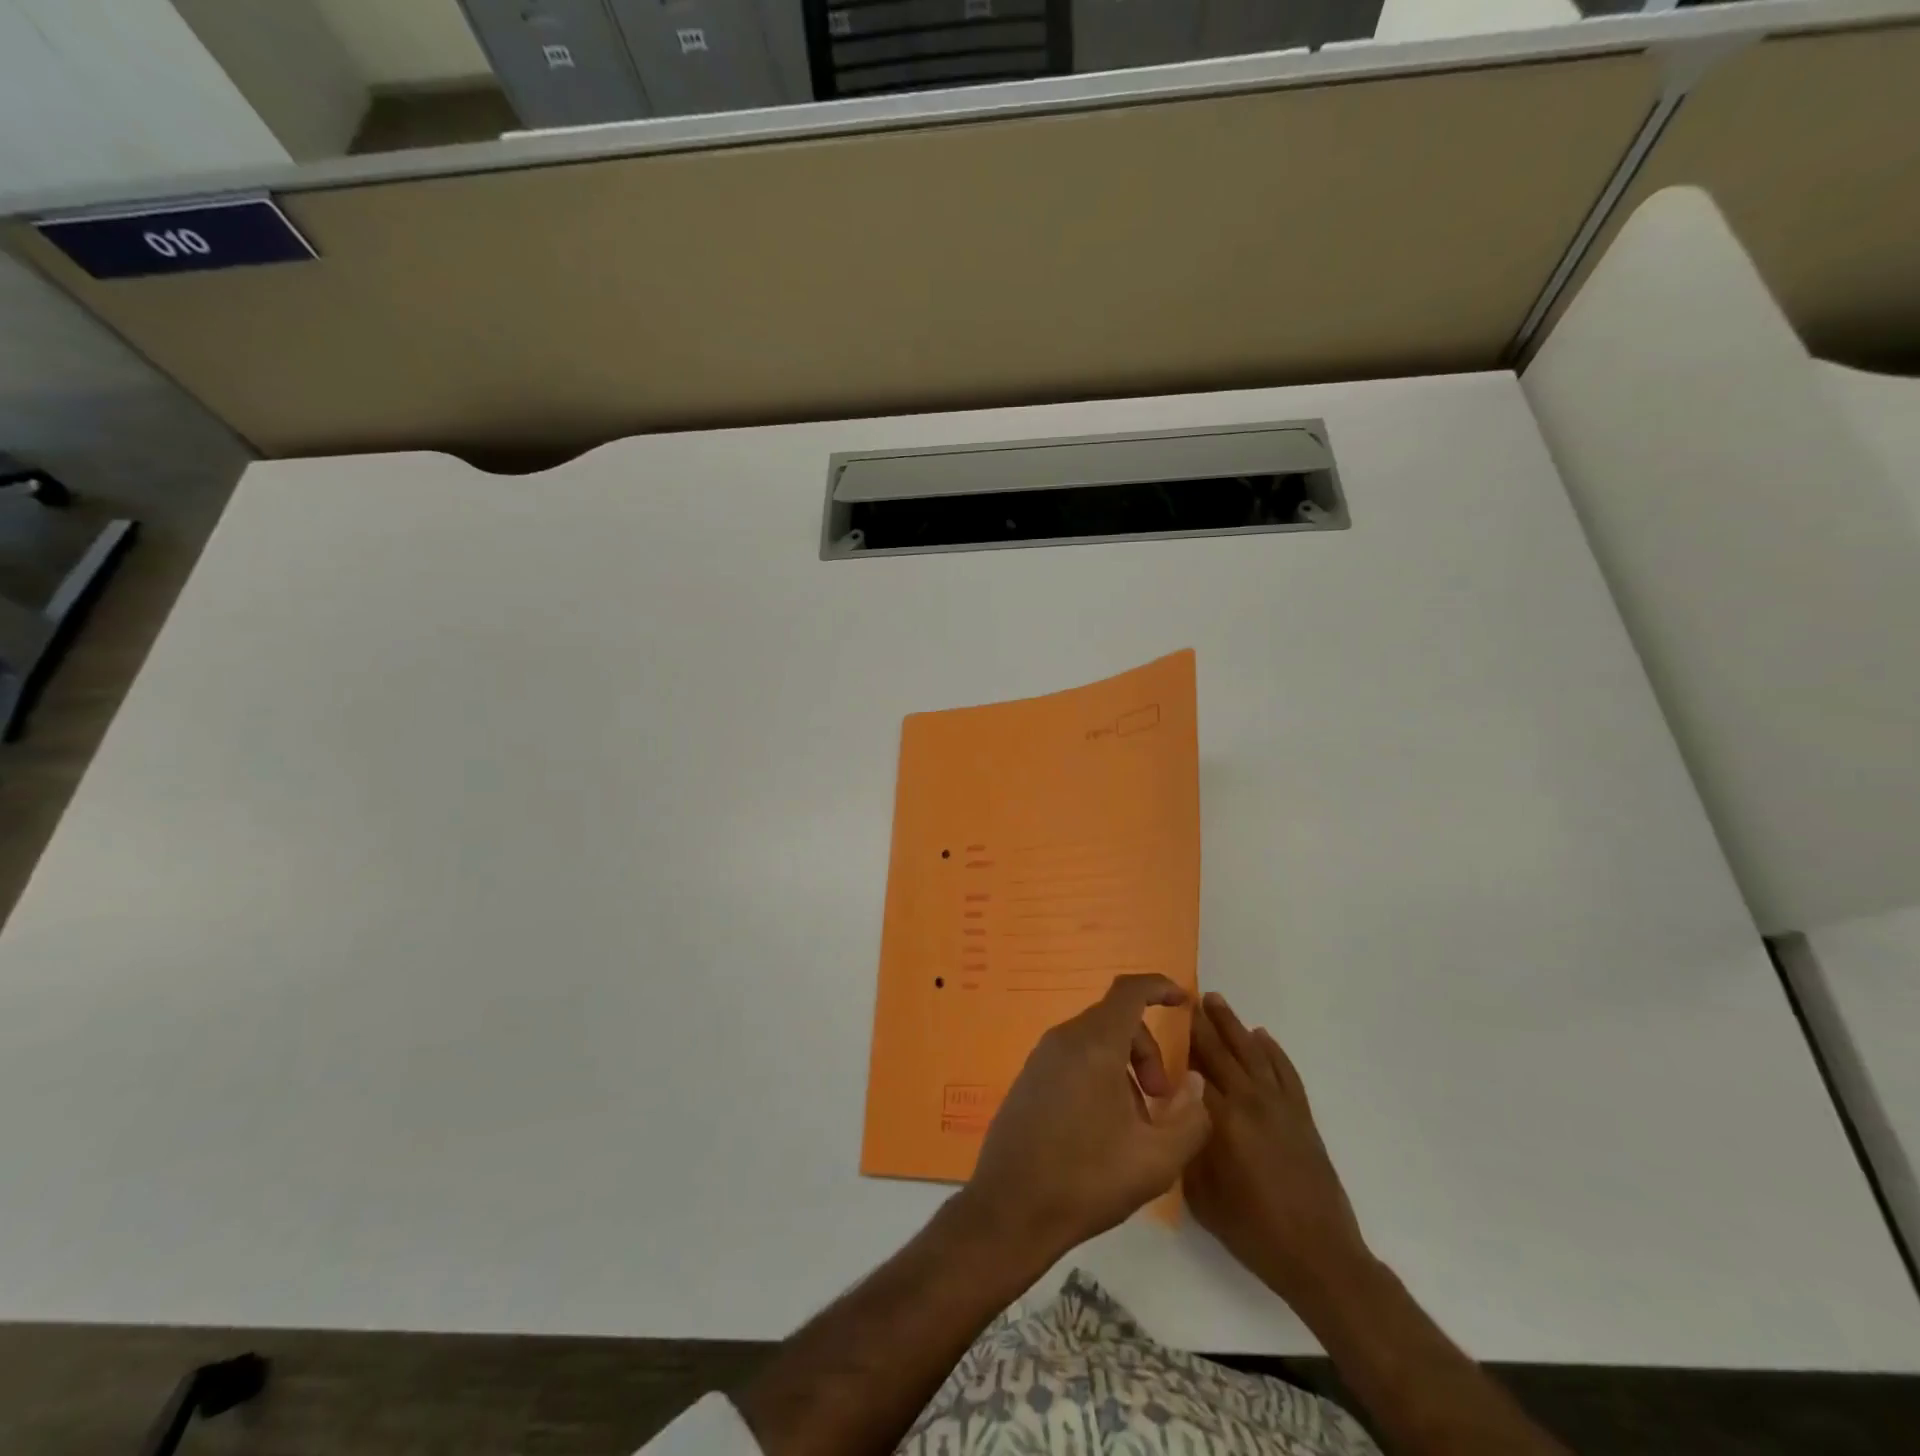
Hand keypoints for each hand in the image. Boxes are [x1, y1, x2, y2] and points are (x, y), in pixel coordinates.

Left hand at [965, 974, 1209, 1261]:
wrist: (1011, 1208)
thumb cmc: (1087, 1179)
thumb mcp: (1156, 1160)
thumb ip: (1189, 1118)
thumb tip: (1196, 1086)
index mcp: (1094, 1045)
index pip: (1129, 992)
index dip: (1159, 987)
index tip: (1183, 1001)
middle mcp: (1064, 1039)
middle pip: (1115, 1019)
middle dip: (1147, 1048)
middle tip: (1161, 1098)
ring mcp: (1041, 1058)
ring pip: (1095, 1041)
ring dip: (1124, 1067)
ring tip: (1135, 1123)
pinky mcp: (1028, 1079)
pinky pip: (1073, 1059)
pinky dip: (1099, 1075)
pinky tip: (1104, 1127)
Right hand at [1187, 992, 1371, 1312]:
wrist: (1319, 1256)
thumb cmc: (1253, 1230)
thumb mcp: (1202, 1196)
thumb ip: (1187, 1148)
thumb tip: (1177, 1115)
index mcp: (1222, 1120)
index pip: (1193, 1069)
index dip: (1177, 1045)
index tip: (1161, 1021)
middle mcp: (1251, 1102)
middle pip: (1221, 1052)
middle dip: (1201, 1024)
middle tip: (1185, 999)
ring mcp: (1280, 1106)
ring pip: (1252, 1052)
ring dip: (1233, 1025)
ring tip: (1215, 1001)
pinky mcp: (1302, 1116)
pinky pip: (1284, 1071)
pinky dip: (1272, 1050)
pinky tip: (1261, 1036)